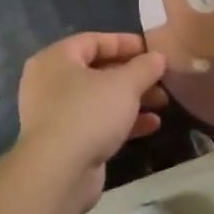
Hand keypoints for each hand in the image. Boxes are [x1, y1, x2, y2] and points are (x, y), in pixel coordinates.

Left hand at [16, 33, 167, 209]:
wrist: (58, 172)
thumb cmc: (89, 113)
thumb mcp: (125, 84)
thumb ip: (144, 67)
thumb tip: (158, 57)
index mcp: (56, 59)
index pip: (93, 40)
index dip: (125, 42)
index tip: (152, 50)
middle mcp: (50, 83)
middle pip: (97, 70)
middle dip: (133, 75)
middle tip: (161, 79)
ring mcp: (55, 114)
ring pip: (99, 98)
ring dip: (132, 99)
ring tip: (162, 102)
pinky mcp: (64, 141)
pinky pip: (96, 122)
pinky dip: (122, 121)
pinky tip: (151, 125)